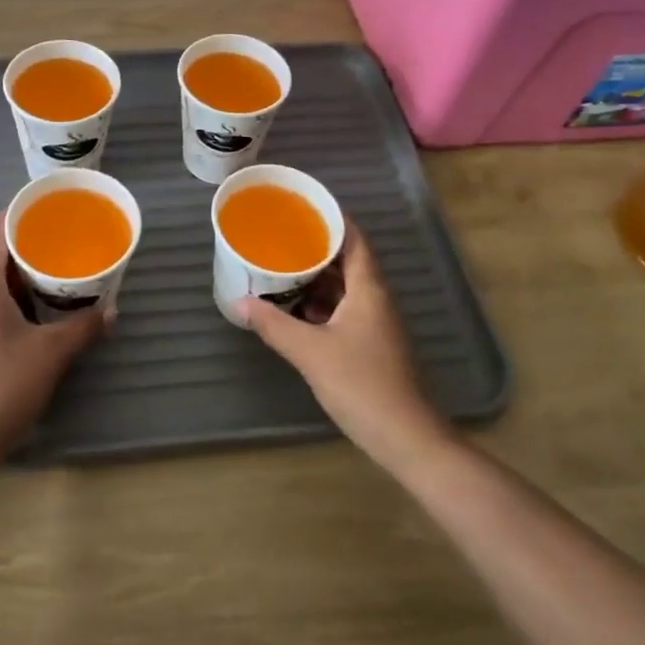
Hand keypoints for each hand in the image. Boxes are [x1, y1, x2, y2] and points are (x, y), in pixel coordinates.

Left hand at [0, 213, 105, 479]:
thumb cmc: (3, 386)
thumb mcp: (51, 354)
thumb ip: (83, 328)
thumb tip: (110, 312)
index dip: (10, 217)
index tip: (38, 207)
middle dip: (20, 247)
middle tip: (55, 240)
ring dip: (16, 278)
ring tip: (51, 273)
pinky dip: (11, 301)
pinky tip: (34, 314)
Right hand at [240, 223, 447, 471]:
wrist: (406, 438)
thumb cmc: (361, 385)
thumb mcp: (310, 352)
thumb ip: (273, 325)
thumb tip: (239, 302)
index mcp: (368, 289)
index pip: (353, 238)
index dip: (330, 219)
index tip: (300, 207)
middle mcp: (376, 298)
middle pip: (347, 260)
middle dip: (314, 248)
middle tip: (280, 238)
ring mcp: (377, 322)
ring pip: (345, 287)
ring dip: (315, 278)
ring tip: (280, 270)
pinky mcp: (372, 343)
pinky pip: (345, 309)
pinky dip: (321, 304)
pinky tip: (295, 312)